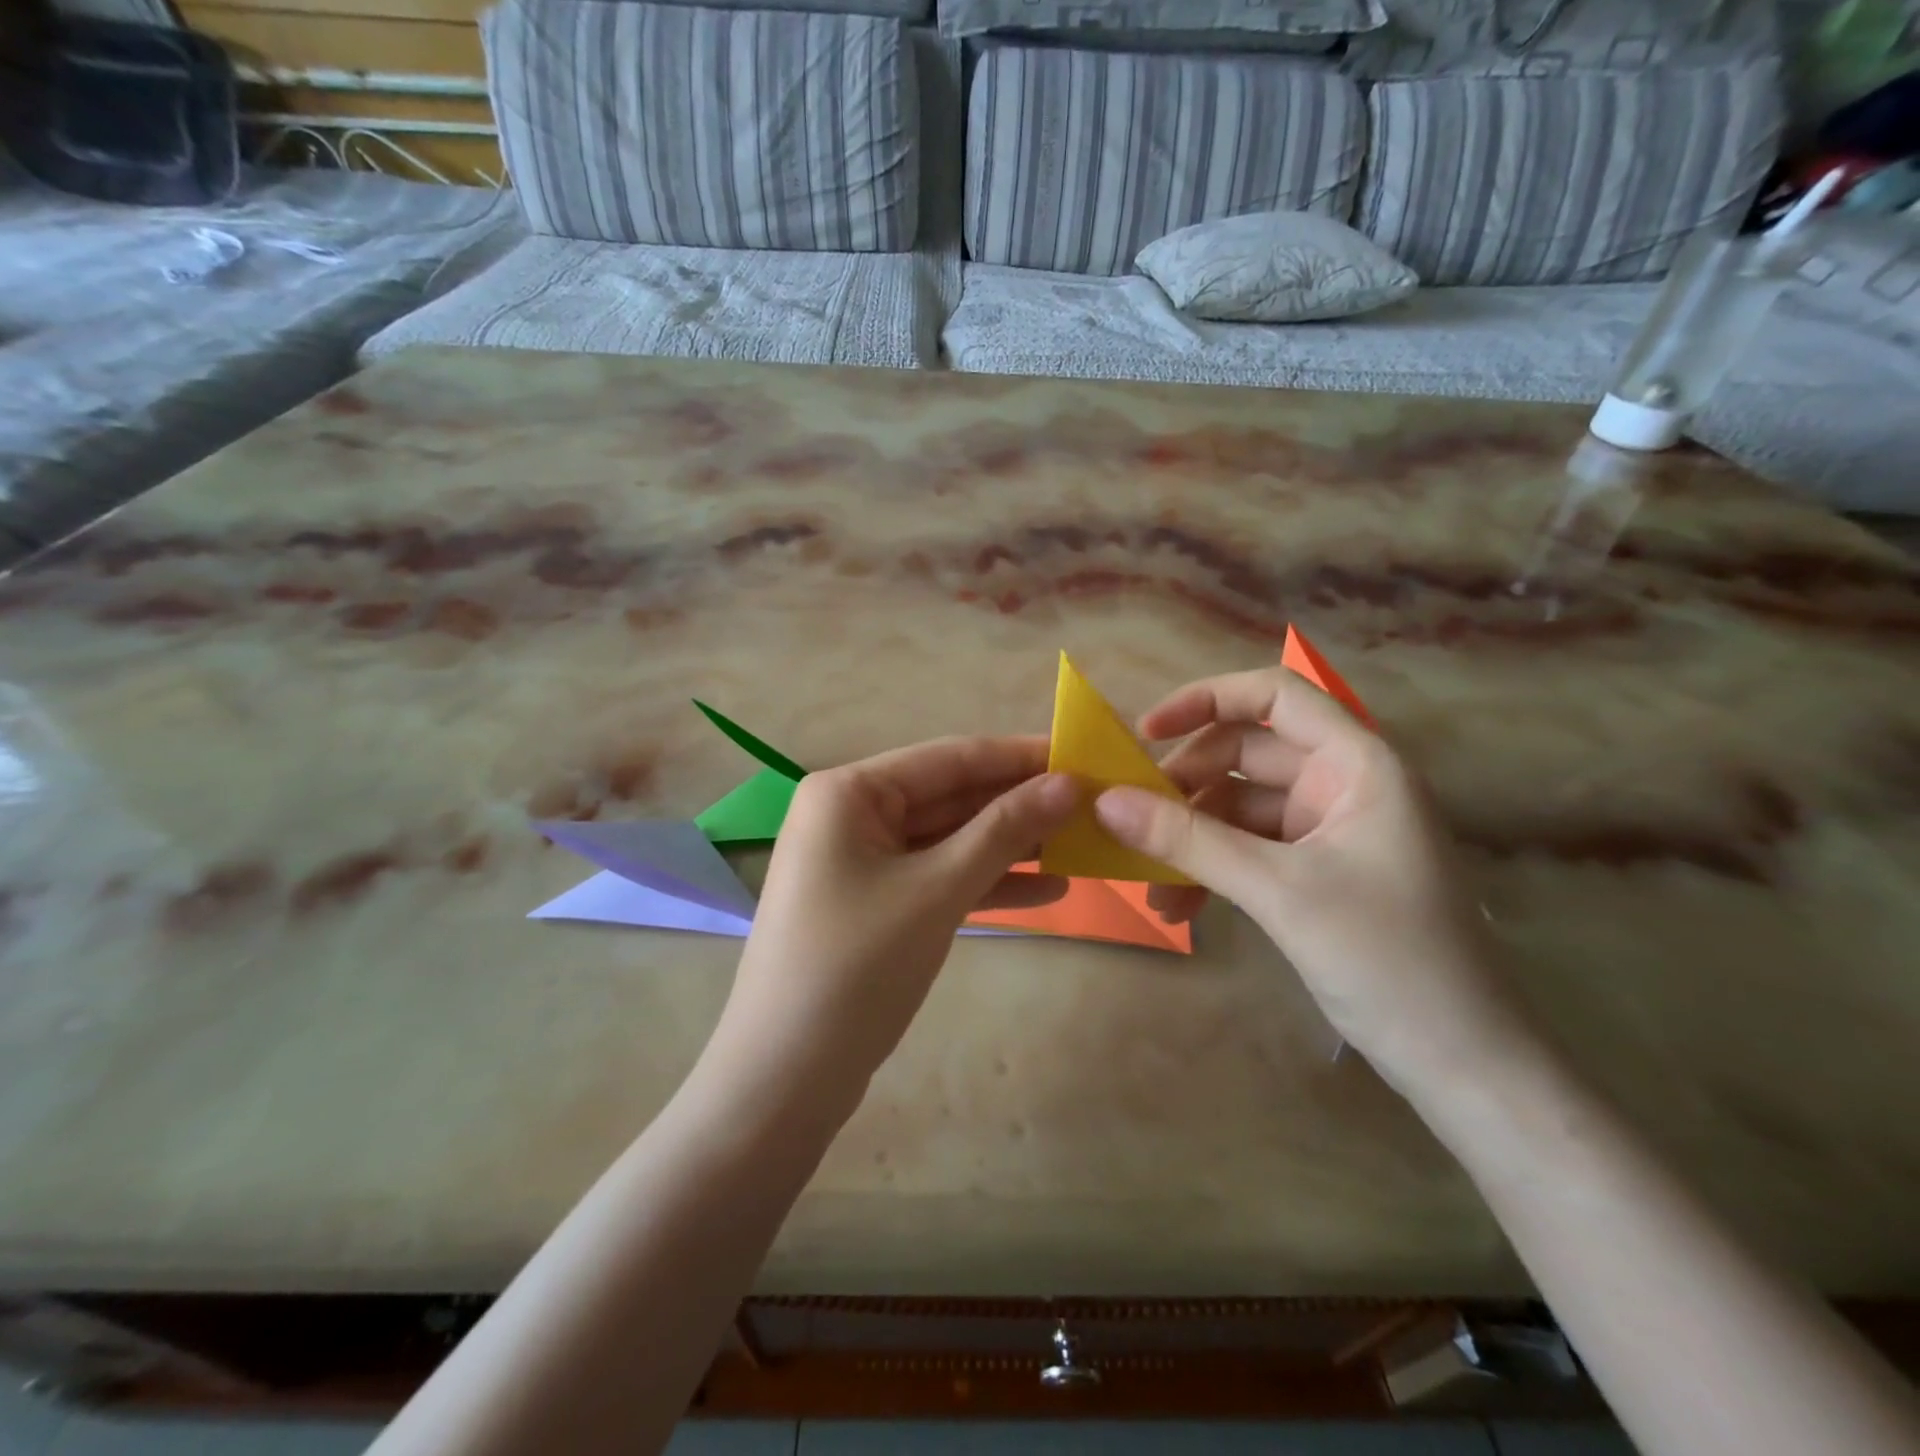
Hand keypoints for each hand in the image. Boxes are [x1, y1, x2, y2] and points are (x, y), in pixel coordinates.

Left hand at [713, 737, 1077, 1107]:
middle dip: (1018, 803)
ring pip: (948, 840)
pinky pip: (937, 878)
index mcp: (849, 792)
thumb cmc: (856, 967)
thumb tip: (1068, 784)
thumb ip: (1003, 831)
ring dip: (1009, 845)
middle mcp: (851, 815)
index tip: (1082, 755)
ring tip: (1081, 845)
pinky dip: (985, 883)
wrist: (785, 1078)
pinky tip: (1047, 890)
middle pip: (950, 796)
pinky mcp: (875, 904)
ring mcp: (861, 862)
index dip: (1018, 756)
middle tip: (1092, 805)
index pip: (949, 757)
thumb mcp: (937, 890)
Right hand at [1093, 669, 1539, 1096]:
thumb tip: (1105, 801)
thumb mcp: (1278, 891)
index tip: (1142, 734)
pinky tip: (1178, 906)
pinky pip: (1248, 850)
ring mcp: (1330, 830)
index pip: (1275, 695)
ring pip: (1239, 809)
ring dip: (1190, 840)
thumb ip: (1189, 840)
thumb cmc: (1389, 959)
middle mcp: (1343, 784)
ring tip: (1149, 884)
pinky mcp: (1317, 871)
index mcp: (1357, 764)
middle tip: (1131, 821)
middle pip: (1245, 755)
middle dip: (1184, 787)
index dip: (1205, 700)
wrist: (1464, 1064)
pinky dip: (1211, 869)